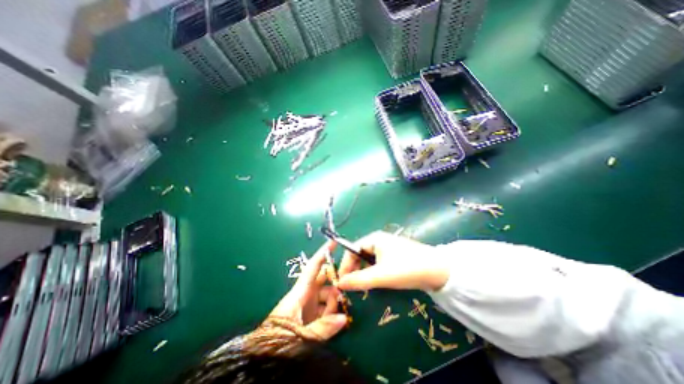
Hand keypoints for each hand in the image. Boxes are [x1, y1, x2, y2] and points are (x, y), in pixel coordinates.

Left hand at [268, 242, 348, 339]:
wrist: (262, 359)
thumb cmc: (276, 343)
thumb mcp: (299, 337)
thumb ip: (322, 328)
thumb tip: (343, 318)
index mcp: (299, 293)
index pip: (313, 267)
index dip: (323, 253)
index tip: (334, 241)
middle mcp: (305, 296)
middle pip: (324, 281)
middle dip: (335, 283)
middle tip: (346, 291)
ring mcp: (308, 306)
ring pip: (327, 296)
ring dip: (334, 303)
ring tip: (337, 316)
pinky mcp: (310, 317)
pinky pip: (325, 309)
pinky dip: (332, 314)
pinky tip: (336, 322)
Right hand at [337, 231, 448, 289]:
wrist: (440, 271)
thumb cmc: (407, 268)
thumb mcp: (380, 276)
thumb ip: (358, 280)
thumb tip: (339, 283)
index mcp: (374, 238)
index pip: (352, 250)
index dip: (345, 265)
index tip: (341, 282)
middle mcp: (379, 240)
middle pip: (360, 254)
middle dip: (354, 269)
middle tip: (352, 286)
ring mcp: (388, 247)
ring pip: (369, 260)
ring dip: (364, 272)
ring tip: (363, 286)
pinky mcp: (396, 255)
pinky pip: (379, 263)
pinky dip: (374, 272)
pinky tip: (376, 282)